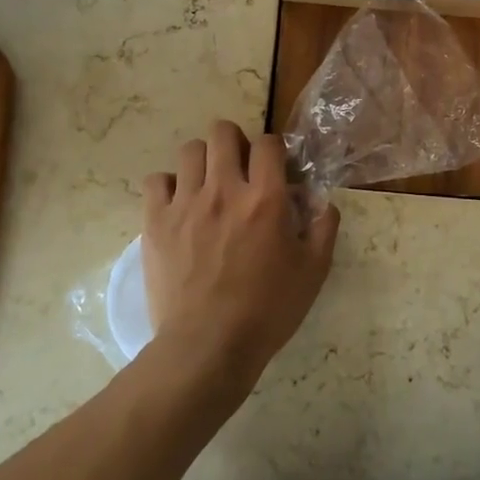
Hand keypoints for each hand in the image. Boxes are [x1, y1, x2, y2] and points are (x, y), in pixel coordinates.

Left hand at [141, 121, 339, 390]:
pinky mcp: (155, 222)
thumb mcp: (313, 272)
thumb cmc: (267, 310)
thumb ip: (323, 228)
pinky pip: (156, 181)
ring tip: (208, 185)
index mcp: (265, 198)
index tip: (274, 169)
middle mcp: (224, 190)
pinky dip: (168, 186)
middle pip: (223, 132)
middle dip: (235, 142)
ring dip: (203, 161)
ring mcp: (186, 203)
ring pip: (190, 150)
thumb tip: (322, 202)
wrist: (207, 346)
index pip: (268, 142)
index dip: (274, 149)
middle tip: (239, 169)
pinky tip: (178, 205)